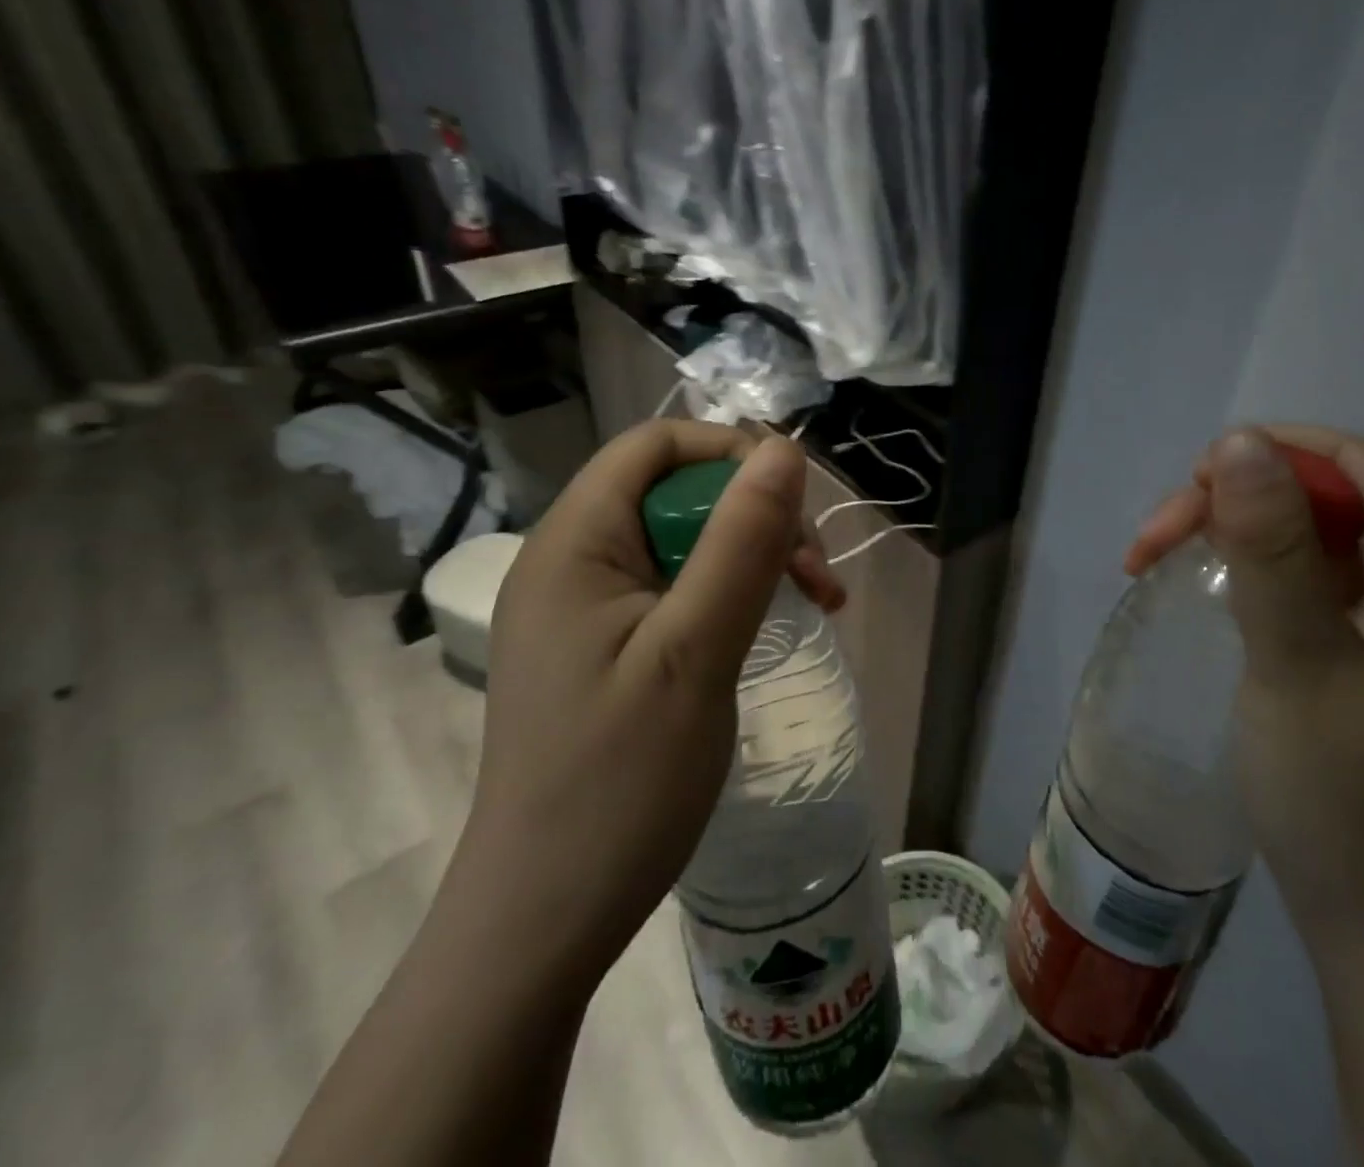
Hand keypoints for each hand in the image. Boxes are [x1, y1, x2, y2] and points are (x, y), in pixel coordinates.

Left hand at [463, 420, 844, 976]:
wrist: (547, 918)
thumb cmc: (619, 783)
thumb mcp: (695, 651)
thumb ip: (740, 543)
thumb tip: (784, 450)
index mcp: (574, 542)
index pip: (656, 445)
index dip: (732, 453)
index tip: (796, 508)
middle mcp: (570, 559)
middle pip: (674, 489)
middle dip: (755, 514)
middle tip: (816, 575)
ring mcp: (584, 606)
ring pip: (683, 538)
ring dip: (752, 555)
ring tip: (814, 600)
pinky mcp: (603, 646)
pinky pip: (674, 586)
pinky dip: (729, 592)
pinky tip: (766, 626)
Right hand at [1127, 426, 1363, 941]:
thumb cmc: (1343, 794)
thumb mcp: (1297, 659)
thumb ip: (1271, 548)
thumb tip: (1240, 440)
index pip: (1355, 467)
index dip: (1272, 453)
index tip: (1191, 485)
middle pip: (1320, 501)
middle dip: (1230, 502)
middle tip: (1149, 545)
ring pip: (1301, 540)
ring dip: (1226, 536)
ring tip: (1152, 563)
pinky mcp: (1361, 657)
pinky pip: (1299, 583)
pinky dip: (1241, 574)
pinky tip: (1199, 592)